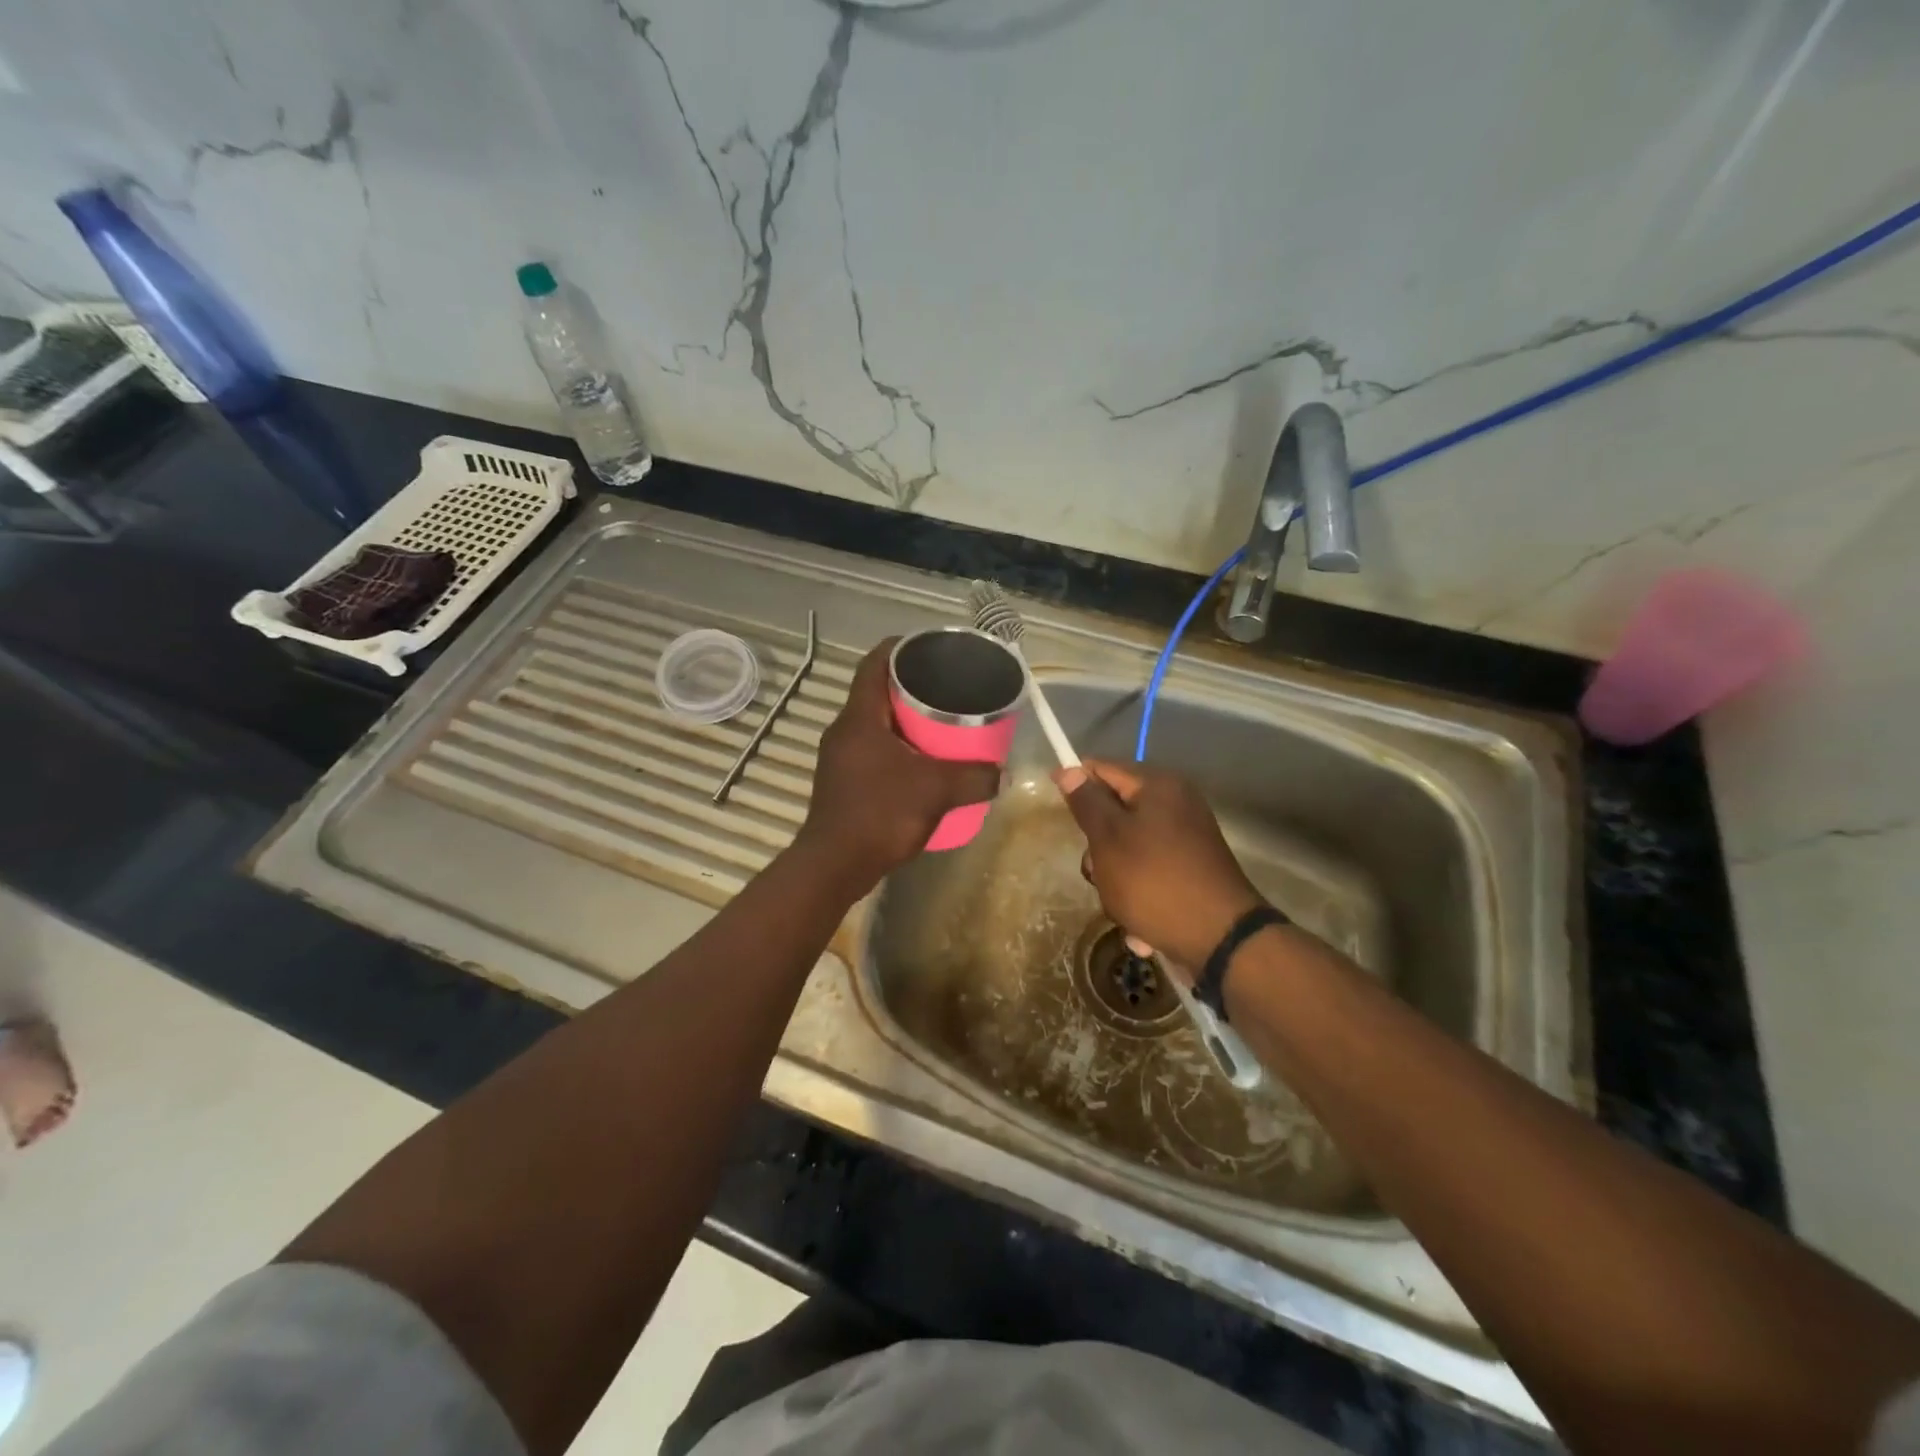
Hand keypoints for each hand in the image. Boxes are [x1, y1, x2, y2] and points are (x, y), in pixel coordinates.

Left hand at [797, 638, 1001, 892]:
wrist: (835, 865)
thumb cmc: (880, 815)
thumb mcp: (936, 791)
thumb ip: (974, 778)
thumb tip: (1002, 773)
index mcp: (860, 717)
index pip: (875, 663)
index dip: (900, 647)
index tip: (930, 647)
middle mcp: (845, 730)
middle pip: (877, 691)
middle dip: (911, 686)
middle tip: (947, 688)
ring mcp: (840, 756)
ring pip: (876, 723)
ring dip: (905, 719)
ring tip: (942, 723)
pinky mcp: (843, 780)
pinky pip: (873, 748)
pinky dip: (898, 746)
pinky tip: (922, 762)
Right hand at [1054, 759, 1265, 971]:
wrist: (1221, 939)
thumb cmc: (1155, 881)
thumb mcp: (1109, 839)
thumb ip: (1087, 802)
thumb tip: (1070, 769)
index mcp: (1158, 787)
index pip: (1103, 769)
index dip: (1075, 783)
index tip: (1054, 805)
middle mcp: (1176, 805)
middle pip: (1115, 814)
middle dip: (1097, 848)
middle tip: (1097, 872)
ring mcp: (1186, 839)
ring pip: (1128, 849)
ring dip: (1115, 880)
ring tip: (1122, 908)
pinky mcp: (1191, 870)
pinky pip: (1149, 873)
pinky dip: (1139, 896)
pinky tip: (1141, 927)